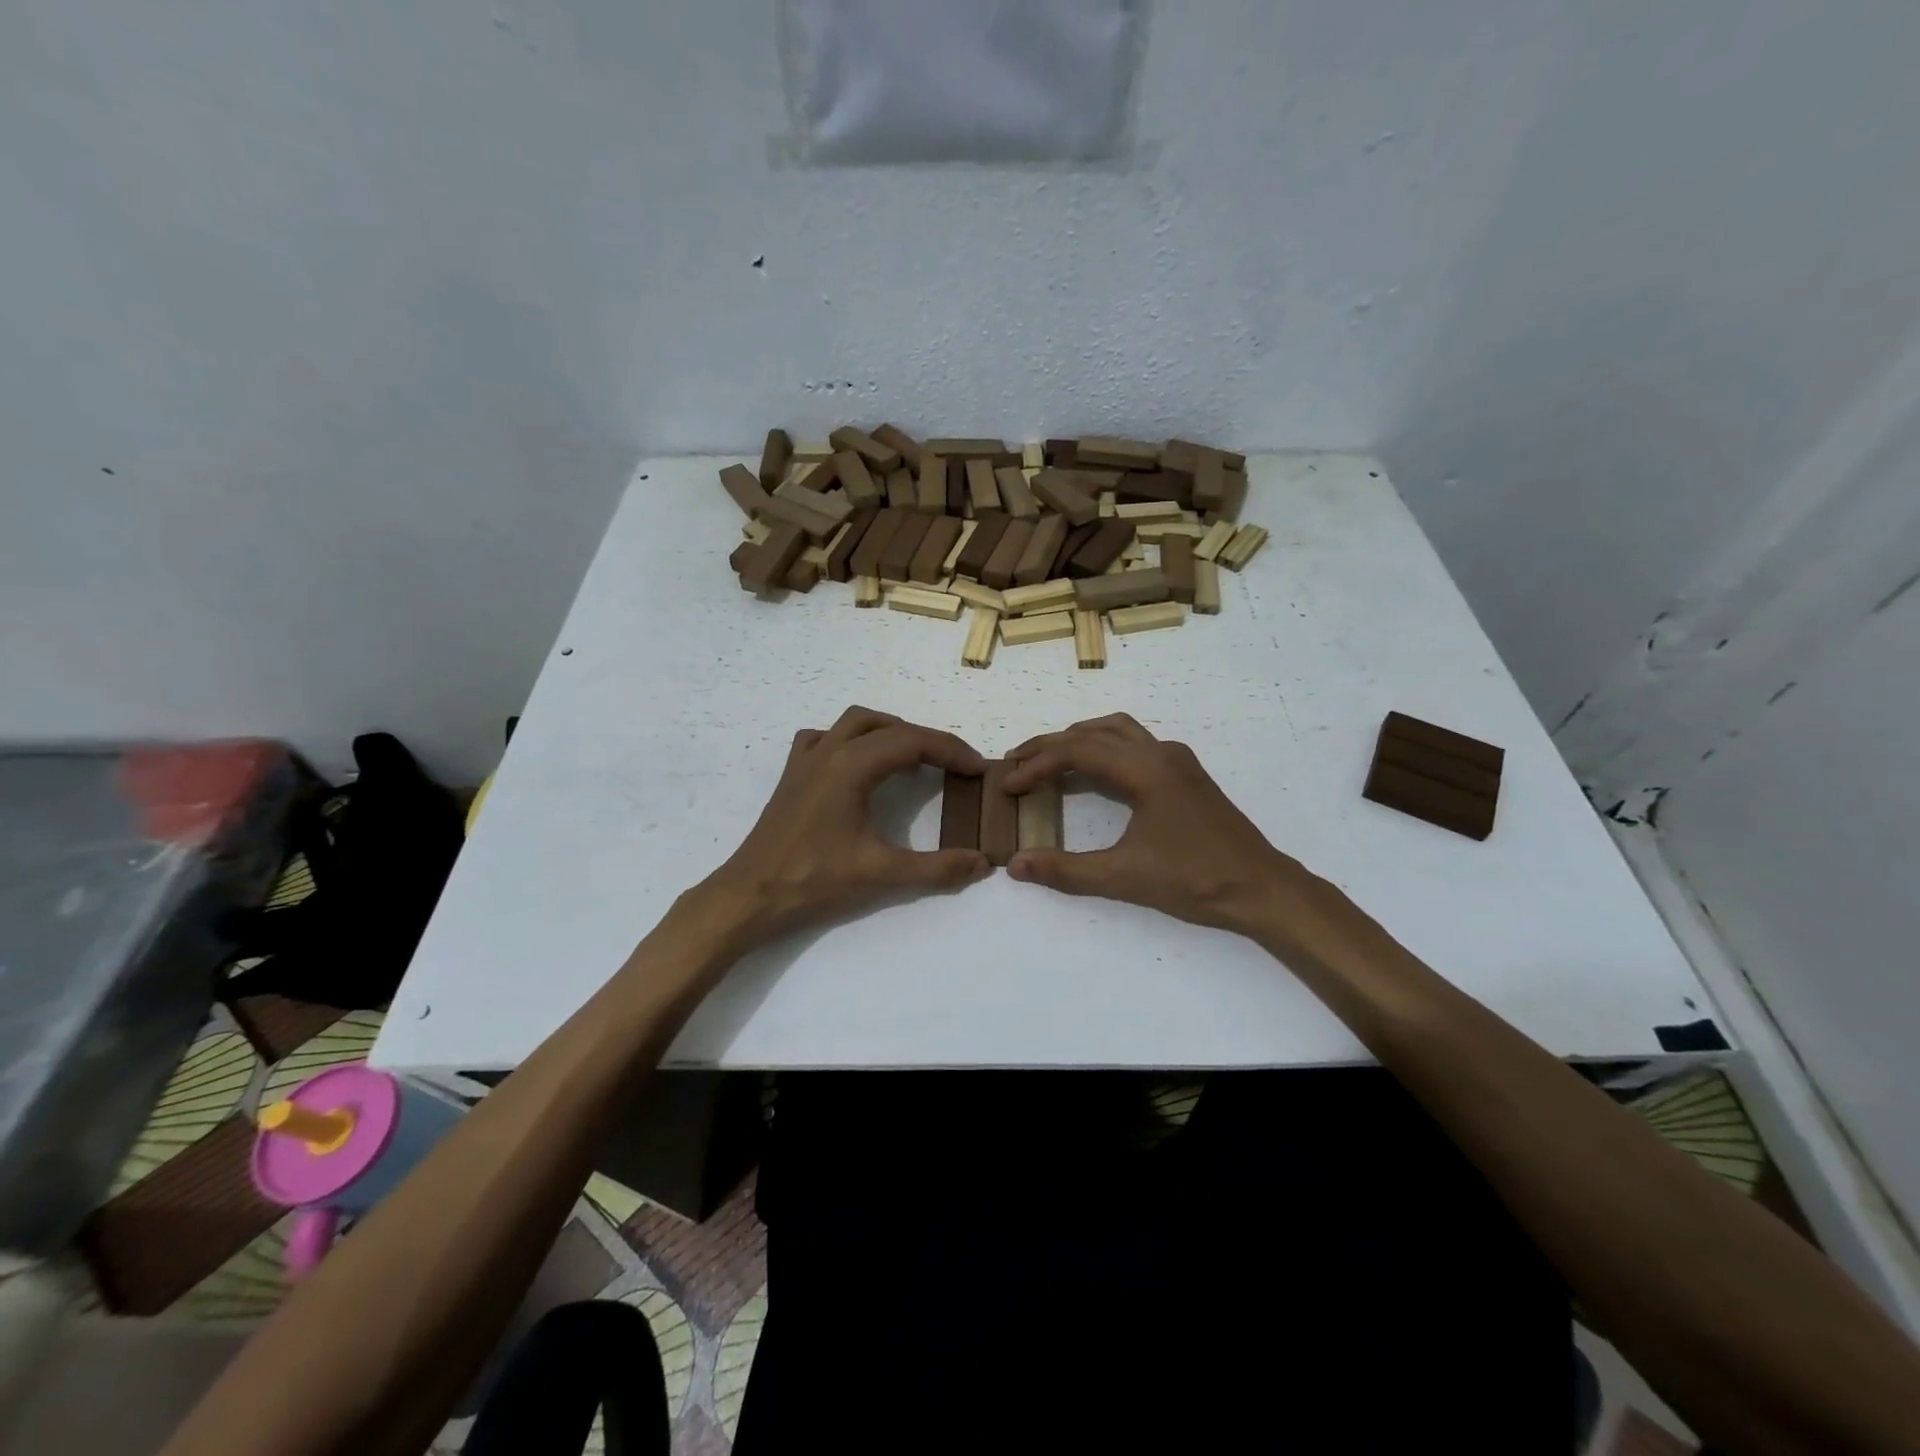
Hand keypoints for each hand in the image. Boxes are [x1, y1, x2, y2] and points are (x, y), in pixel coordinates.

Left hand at [691, 706, 989, 948]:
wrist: (751, 895)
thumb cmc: (814, 880)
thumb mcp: (881, 874)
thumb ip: (937, 868)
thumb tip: (982, 863)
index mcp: (852, 765)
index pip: (913, 742)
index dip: (951, 751)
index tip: (978, 769)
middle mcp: (829, 750)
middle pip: (890, 727)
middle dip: (928, 741)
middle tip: (955, 766)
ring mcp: (806, 759)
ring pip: (856, 722)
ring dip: (891, 731)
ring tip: (914, 759)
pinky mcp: (793, 774)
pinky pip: (825, 737)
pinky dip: (851, 740)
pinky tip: (858, 764)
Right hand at [1001, 714, 1331, 938]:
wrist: (1263, 889)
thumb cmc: (1195, 880)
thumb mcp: (1124, 878)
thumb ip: (1066, 870)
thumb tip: (1015, 864)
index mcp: (1146, 769)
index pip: (1078, 751)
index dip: (1037, 764)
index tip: (1008, 784)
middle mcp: (1161, 753)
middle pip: (1094, 733)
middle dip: (1051, 746)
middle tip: (1016, 763)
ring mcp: (1178, 761)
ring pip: (1118, 731)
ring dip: (1079, 740)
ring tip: (1049, 760)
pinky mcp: (1187, 775)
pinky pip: (1135, 745)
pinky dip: (1104, 749)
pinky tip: (1096, 775)